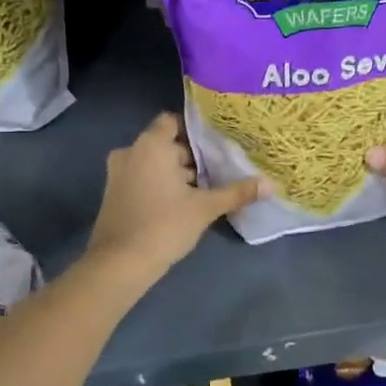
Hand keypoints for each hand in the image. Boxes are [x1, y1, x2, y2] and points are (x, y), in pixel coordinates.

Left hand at [87, 113, 266, 281]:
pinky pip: (142, 179)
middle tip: (219, 168)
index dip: (195, 130)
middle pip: (166, 145)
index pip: (172, 121)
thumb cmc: (164, 225)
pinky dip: (160, 185)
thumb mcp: (205, 208)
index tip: (217, 143)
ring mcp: (118, 174)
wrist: (120, 264)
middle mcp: (130, 152)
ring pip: (154, 164)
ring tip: (205, 188)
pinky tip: (182, 204)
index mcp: (151, 145)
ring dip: (176, 174)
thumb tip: (270, 184)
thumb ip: (237, 193)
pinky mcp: (114, 195)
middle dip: (191, 156)